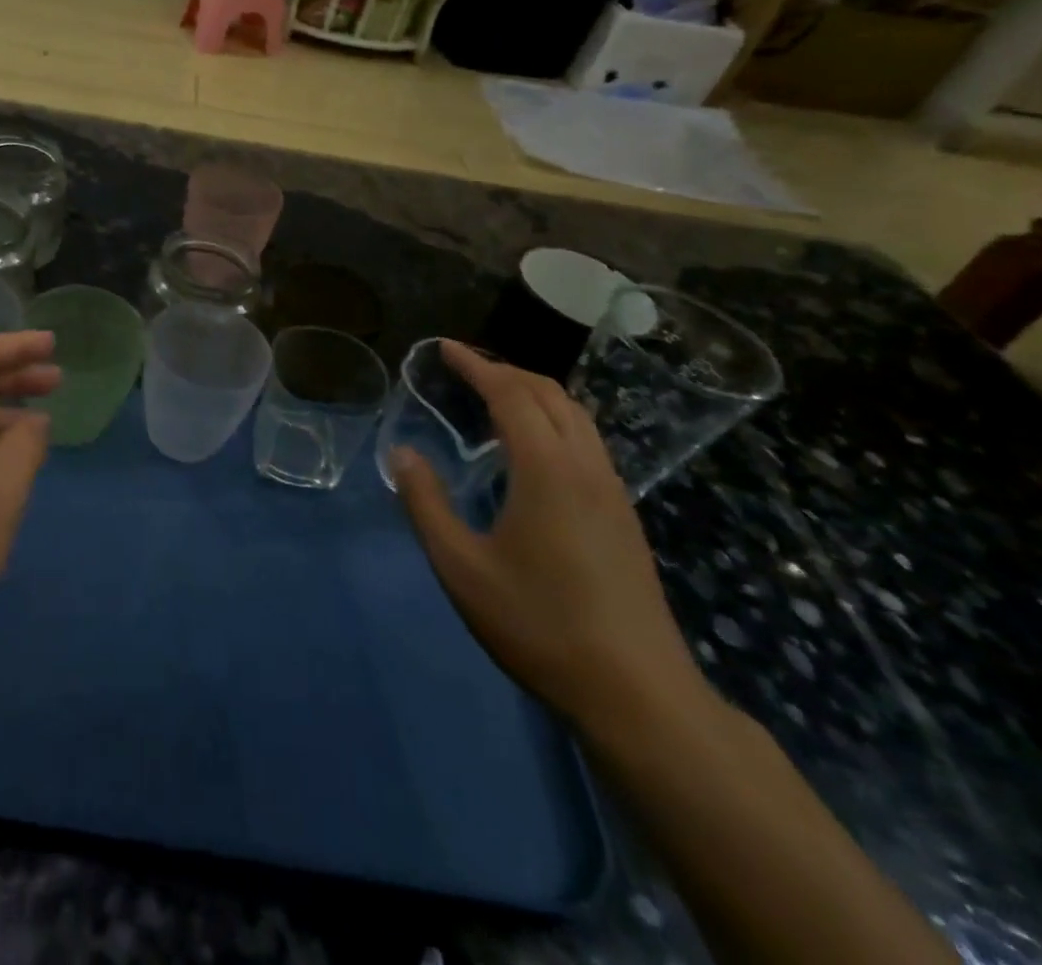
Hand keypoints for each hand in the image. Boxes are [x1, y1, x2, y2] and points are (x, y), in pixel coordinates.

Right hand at [388, 341, 707, 730]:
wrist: (639, 694)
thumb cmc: (539, 624)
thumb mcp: (461, 567)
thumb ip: (426, 503)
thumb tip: (402, 454)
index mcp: (547, 470)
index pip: (511, 394)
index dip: (476, 365)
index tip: (444, 347)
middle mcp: (586, 468)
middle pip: (551, 395)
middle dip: (505, 370)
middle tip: (464, 368)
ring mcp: (613, 493)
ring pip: (577, 417)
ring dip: (534, 394)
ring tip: (495, 398)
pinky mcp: (623, 518)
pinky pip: (587, 443)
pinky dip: (553, 421)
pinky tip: (532, 451)